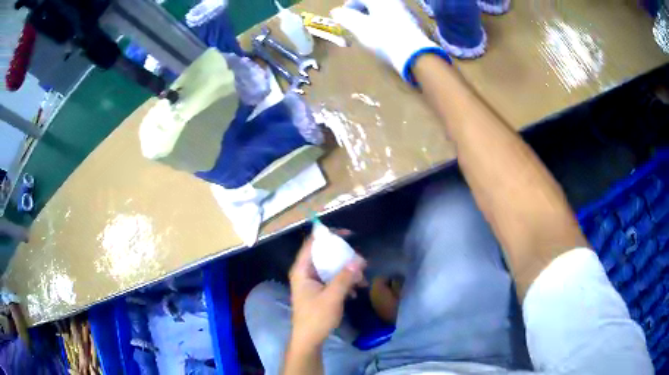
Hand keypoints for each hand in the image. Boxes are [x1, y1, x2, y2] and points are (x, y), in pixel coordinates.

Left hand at [289, 235, 365, 347]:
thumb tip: (359, 259)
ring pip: (331, 268)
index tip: (348, 234)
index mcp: (302, 270)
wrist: (309, 340)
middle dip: (344, 257)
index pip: (312, 243)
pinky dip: (344, 282)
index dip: (328, 235)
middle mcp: (305, 273)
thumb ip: (345, 277)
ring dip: (347, 272)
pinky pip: (332, 280)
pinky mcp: (318, 291)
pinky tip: (356, 291)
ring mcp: (312, 283)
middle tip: (361, 260)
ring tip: (363, 280)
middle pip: (324, 255)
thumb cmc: (316, 318)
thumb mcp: (332, 297)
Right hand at [331, 0, 448, 84]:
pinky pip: (392, 16)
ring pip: (382, 9)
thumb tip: (336, 11)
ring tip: (366, 28)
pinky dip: (383, 20)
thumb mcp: (359, 27)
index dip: (349, 5)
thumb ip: (345, 17)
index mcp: (379, 0)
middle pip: (372, 3)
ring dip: (371, 15)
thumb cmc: (383, 37)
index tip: (342, 14)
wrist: (414, 53)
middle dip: (360, 10)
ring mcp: (404, 11)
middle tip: (353, 21)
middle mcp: (393, 2)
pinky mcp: (412, 22)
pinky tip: (382, 32)